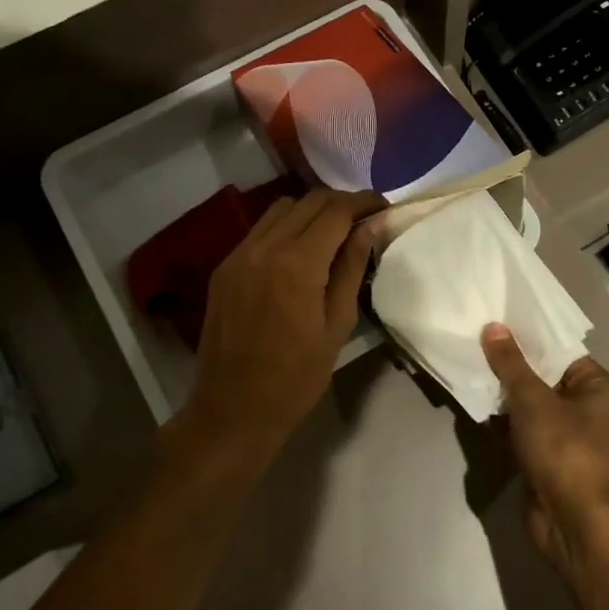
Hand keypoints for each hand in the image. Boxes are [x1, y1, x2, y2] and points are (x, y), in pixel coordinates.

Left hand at [177, 190, 379, 466]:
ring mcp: (238, 255)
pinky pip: (260, 230)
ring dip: (312, 211)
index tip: (383, 206)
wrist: (233, 409)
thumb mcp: (338, 324)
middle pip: (309, 201)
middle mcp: (264, 248)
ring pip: (281, 209)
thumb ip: (352, 268)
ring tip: (334, 232)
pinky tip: (301, 251)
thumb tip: (371, 227)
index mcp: (297, 264)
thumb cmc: (296, 377)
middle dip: (341, 202)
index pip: (335, 210)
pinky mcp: (225, 267)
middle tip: (365, 218)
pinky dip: (286, 227)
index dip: (364, 202)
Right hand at [480, 324, 608, 577]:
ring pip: (530, 407)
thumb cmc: (565, 450)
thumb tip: (493, 327)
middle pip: (543, 378)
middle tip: (475, 343)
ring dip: (503, 397)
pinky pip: (522, 433)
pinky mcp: (547, 461)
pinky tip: (475, 409)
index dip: (529, 337)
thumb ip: (511, 363)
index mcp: (599, 387)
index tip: (496, 322)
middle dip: (510, 367)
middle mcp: (588, 409)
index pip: (561, 351)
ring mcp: (568, 438)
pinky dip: (502, 425)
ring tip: (469, 370)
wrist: (575, 524)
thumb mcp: (534, 399)